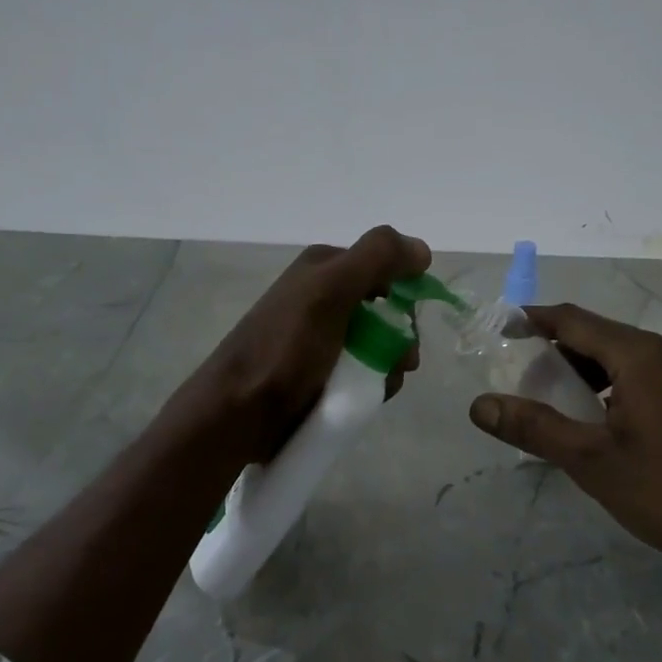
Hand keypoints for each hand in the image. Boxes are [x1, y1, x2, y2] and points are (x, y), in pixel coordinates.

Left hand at [186, 225, 430, 463]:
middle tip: (401, 362)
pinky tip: (368, 398)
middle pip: (385, 309)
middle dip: (400, 336)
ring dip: (390, 364)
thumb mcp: (329, 291)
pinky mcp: (320, 372)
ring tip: (381, 386)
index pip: (384, 268)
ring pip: (378, 344)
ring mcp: (321, 337)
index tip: (407, 322)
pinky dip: (373, 383)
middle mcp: (322, 296)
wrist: (238, 411)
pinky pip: (362, 371)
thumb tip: (422, 250)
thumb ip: (377, 259)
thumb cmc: (285, 348)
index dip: (404, 292)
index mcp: (323, 268)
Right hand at [468, 304, 661, 570]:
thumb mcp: (589, 460)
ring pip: (624, 356)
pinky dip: (614, 385)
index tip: (500, 329)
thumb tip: (479, 405)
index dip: (534, 320)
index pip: (575, 320)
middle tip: (525, 383)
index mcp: (641, 356)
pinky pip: (647, 374)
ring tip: (559, 405)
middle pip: (600, 335)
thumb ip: (533, 427)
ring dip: (587, 370)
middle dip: (558, 351)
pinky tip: (603, 421)